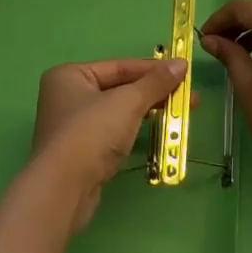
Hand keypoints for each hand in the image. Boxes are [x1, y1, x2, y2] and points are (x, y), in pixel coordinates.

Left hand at [30, 57, 187, 231]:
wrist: (63, 189)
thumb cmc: (91, 133)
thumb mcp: (128, 102)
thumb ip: (155, 82)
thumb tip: (181, 63)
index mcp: (71, 75)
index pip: (120, 66)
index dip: (153, 69)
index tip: (184, 72)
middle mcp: (67, 96)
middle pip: (119, 88)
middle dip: (154, 93)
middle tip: (188, 97)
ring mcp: (73, 126)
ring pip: (118, 112)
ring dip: (148, 112)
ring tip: (180, 115)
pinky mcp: (81, 153)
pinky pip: (114, 133)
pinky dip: (135, 131)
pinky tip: (158, 134)